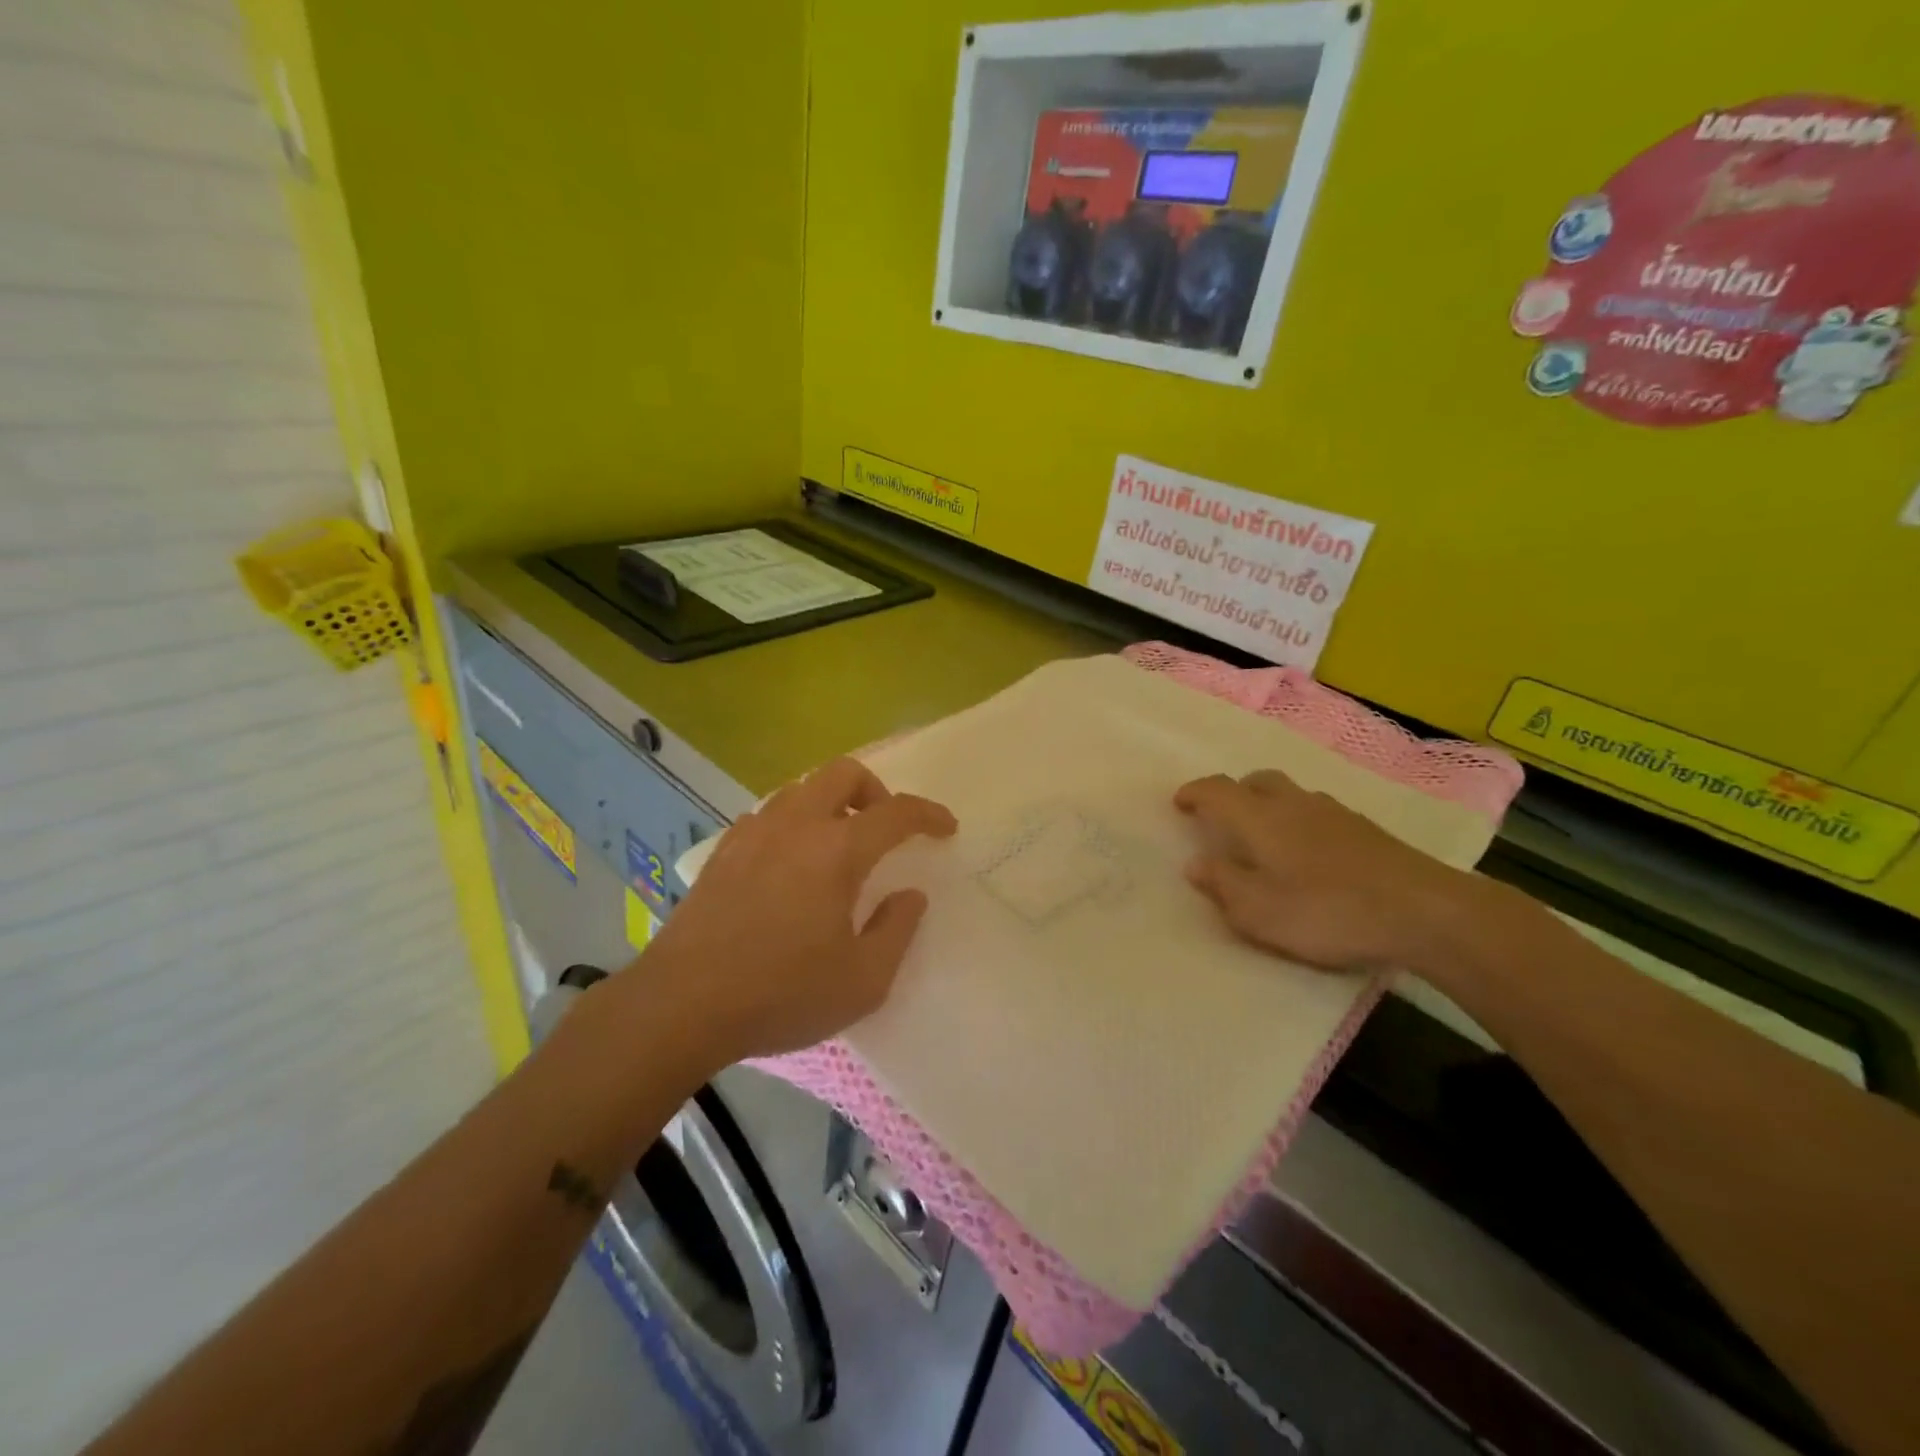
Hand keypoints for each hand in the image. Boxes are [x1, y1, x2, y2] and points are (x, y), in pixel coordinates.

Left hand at [642, 758, 956, 1065]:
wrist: (681, 1005)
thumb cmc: (781, 994)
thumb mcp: (862, 981)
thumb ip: (897, 930)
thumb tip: (909, 895)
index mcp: (836, 851)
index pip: (896, 812)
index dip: (928, 815)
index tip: (946, 828)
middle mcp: (795, 826)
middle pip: (843, 773)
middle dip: (876, 790)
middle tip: (885, 829)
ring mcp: (753, 833)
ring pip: (801, 788)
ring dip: (831, 803)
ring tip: (839, 845)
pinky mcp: (723, 851)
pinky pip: (768, 814)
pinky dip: (793, 822)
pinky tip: (790, 863)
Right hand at [1175, 769, 1467, 972]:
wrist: (1421, 911)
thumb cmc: (1326, 911)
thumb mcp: (1259, 912)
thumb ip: (1223, 885)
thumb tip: (1195, 863)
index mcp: (1260, 819)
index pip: (1217, 790)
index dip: (1194, 792)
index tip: (1179, 802)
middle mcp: (1293, 804)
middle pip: (1256, 781)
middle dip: (1234, 793)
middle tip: (1223, 817)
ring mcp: (1334, 813)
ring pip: (1291, 794)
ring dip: (1269, 804)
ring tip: (1267, 837)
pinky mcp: (1366, 829)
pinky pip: (1318, 812)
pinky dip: (1301, 821)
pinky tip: (1311, 852)